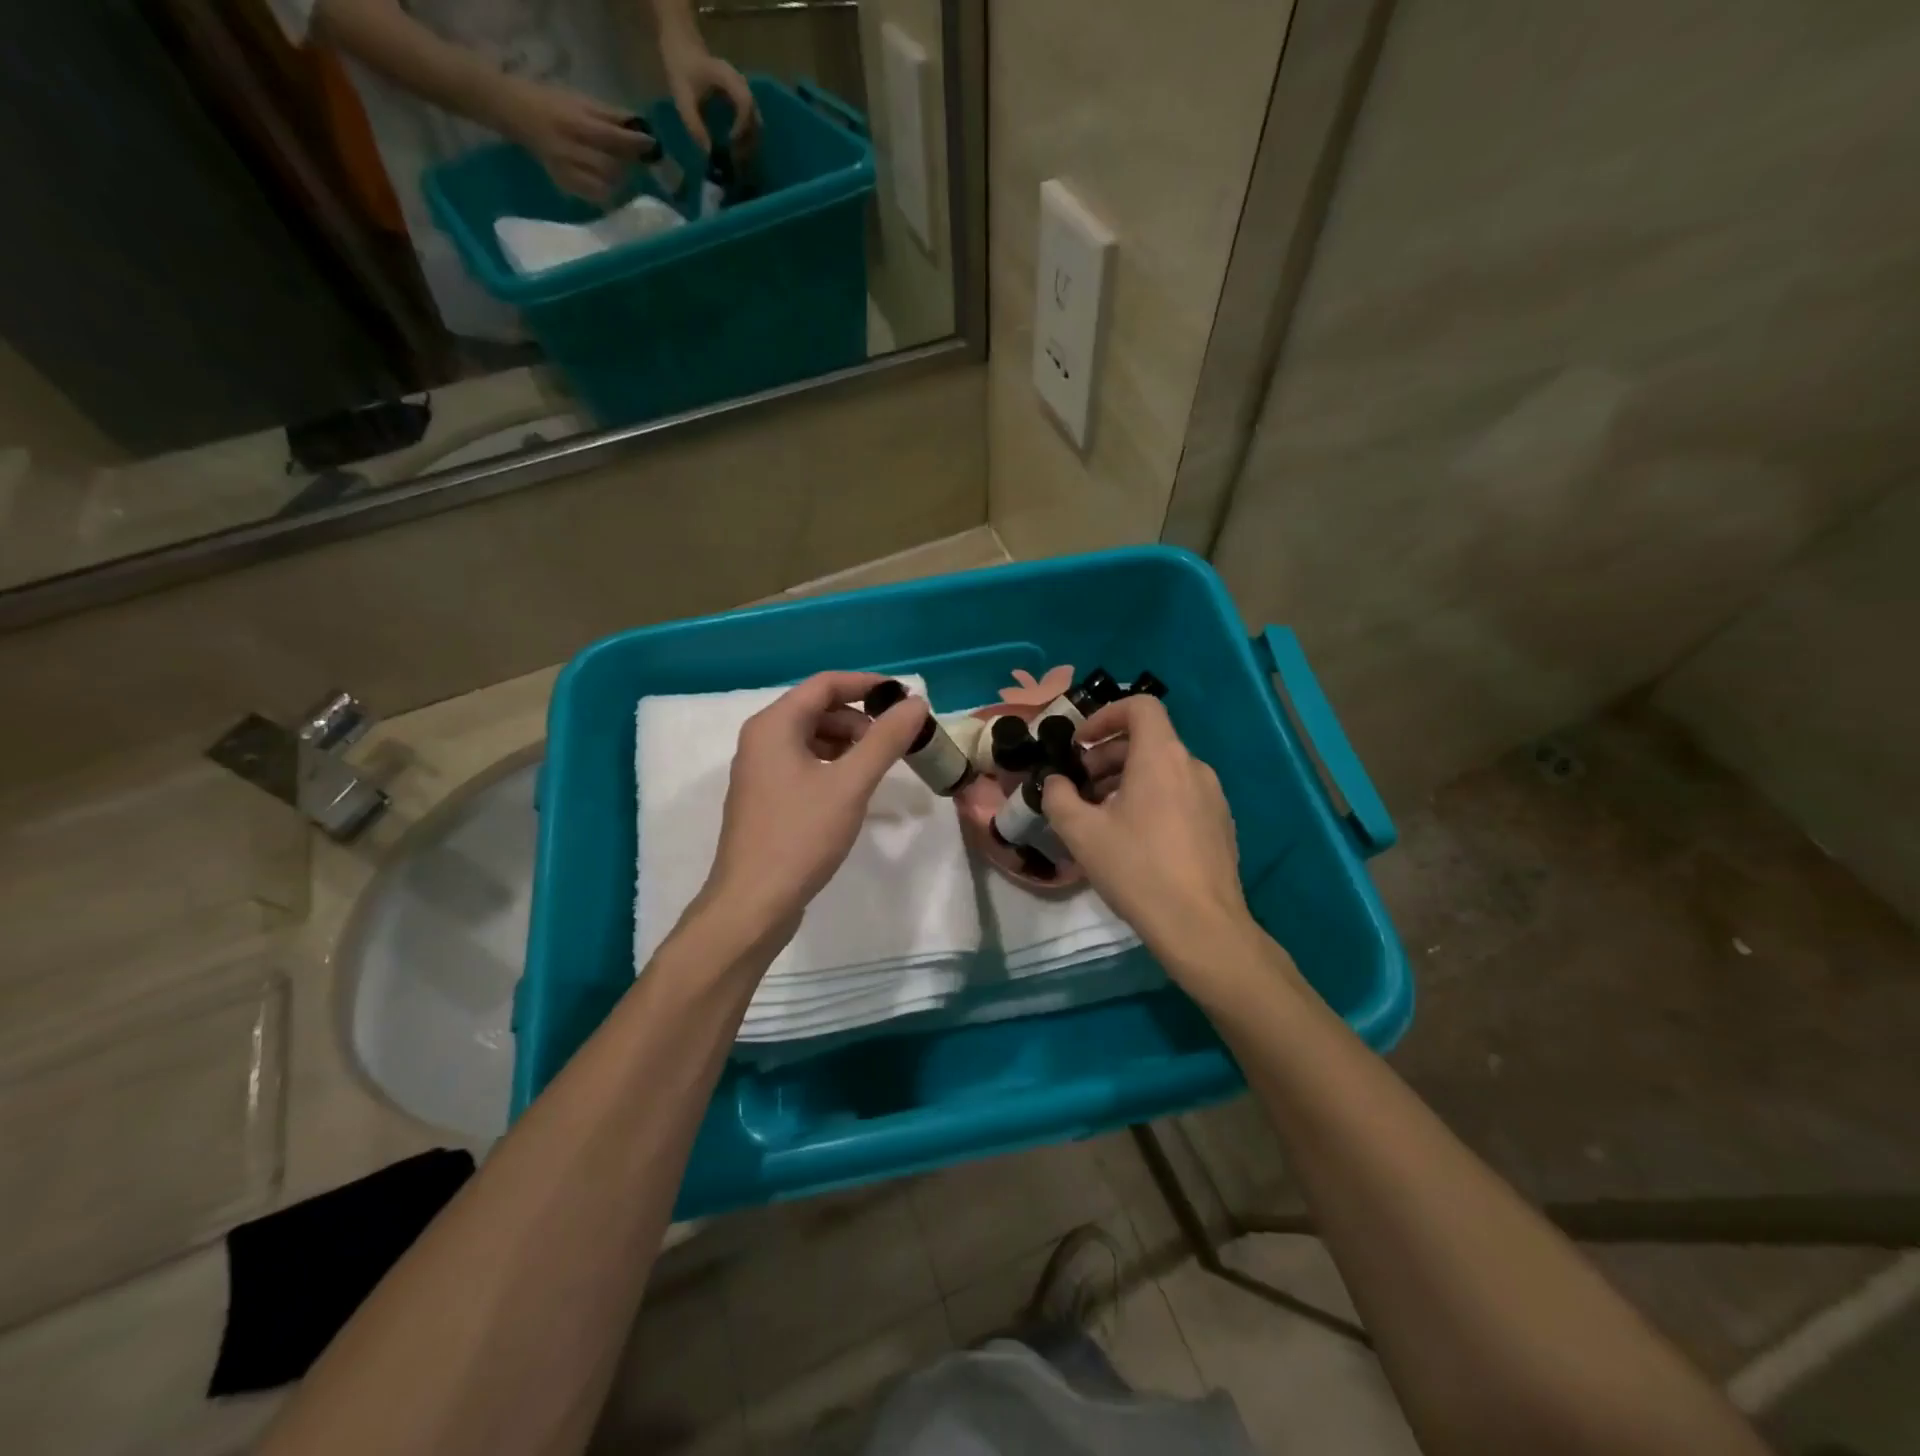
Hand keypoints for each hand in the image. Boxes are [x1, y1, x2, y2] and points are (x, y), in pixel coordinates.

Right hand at [490, 77, 649, 202]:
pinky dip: (606, 193)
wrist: (515, 112)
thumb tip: (639, 125)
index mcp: (575, 124)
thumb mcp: (580, 100)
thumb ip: (609, 115)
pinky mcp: (565, 185)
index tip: (652, 144)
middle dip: (627, 164)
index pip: (613, 138)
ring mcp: (567, 171)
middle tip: (633, 158)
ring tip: (618, 169)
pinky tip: (607, 184)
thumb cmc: (552, 103)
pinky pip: (594, 197)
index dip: (635, 144)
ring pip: (606, 186)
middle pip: (612, 167)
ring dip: (619, 180)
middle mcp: (571, 150)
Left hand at [658, 27, 760, 156]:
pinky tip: (736, 146)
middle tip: (735, 157)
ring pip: (755, 122)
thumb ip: (694, 124)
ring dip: (749, 141)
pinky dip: (746, 136)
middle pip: (755, 117)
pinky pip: (750, 121)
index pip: (745, 104)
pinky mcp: (741, 98)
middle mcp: (741, 84)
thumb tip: (708, 153)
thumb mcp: (682, 97)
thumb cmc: (681, 67)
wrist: (682, 44)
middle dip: (748, 141)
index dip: (741, 126)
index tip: (730, 141)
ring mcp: (743, 91)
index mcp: (728, 78)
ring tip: (736, 155)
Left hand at [701, 671, 927, 943]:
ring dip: (849, 743)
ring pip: (812, 738)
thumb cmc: (800, 836)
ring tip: (879, 767)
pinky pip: (804, 764)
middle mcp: (761, 739)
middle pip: (818, 709)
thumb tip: (916, 702)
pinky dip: (833, 765)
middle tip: (897, 742)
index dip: (867, 685)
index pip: (825, 684)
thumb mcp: (850, 784)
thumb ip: (885, 739)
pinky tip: (854, 789)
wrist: (753, 903)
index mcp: (774, 725)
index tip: (905, 699)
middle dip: (860, 719)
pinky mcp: (766, 798)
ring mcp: (761, 770)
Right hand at [1041, 697, 1257, 964]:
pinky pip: (1180, 794)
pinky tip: (1134, 838)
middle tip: (1079, 786)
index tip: (1080, 743)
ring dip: (1127, 779)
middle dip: (1107, 755)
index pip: (1140, 706)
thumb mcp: (1081, 832)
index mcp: (1162, 757)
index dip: (1105, 715)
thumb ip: (1059, 796)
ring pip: (1164, 770)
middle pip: (1148, 740)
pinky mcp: (1220, 824)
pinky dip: (1152, 798)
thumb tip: (1055, 782)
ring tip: (1101, 814)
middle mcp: (1193, 767)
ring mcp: (1213, 796)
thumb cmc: (1137, 869)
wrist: (1201, 926)